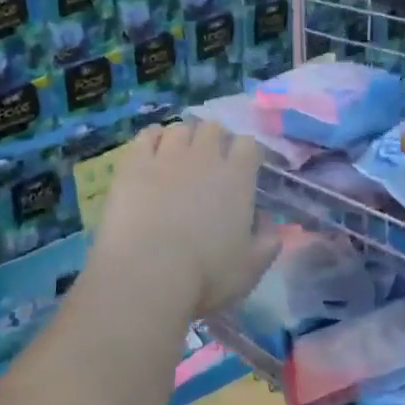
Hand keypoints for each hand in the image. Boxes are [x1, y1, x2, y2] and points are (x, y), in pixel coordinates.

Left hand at [91, 120, 279, 318]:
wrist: (146, 273)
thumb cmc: (205, 276)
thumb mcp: (249, 269)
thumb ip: (266, 243)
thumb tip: (270, 224)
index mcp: (237, 179)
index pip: (248, 145)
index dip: (246, 153)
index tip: (242, 167)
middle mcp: (204, 158)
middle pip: (213, 128)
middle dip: (214, 140)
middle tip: (209, 161)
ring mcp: (167, 156)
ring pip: (179, 129)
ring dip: (183, 138)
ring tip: (178, 156)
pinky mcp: (134, 163)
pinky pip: (146, 136)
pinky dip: (152, 139)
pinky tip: (151, 151)